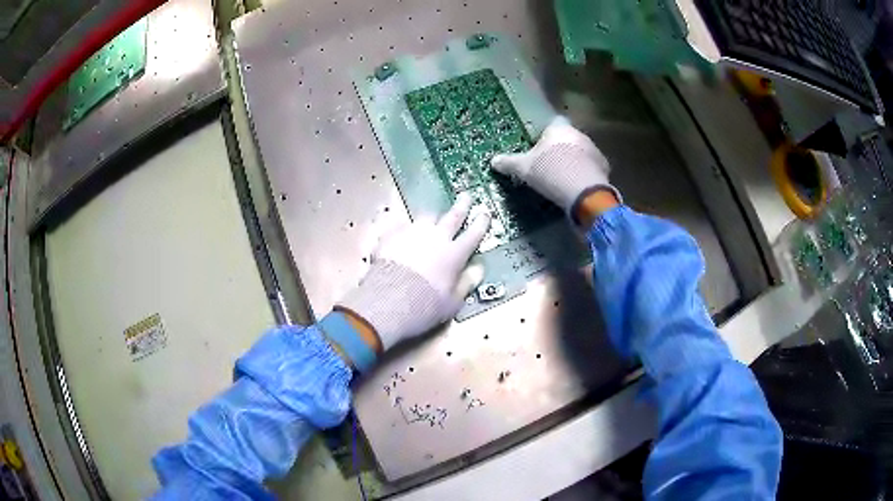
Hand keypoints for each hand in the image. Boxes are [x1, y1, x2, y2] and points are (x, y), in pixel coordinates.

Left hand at [337, 193, 489, 350]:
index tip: (485, 213)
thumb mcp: (452, 302)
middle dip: (461, 205)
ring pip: (426, 217)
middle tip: (466, 195)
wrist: (388, 300)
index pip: (473, 234)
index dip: (481, 223)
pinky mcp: (391, 235)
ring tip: (432, 216)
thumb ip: (466, 283)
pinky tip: (400, 227)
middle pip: (452, 217)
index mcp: (454, 254)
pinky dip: (403, 226)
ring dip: (432, 216)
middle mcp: (436, 238)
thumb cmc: (425, 306)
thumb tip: (478, 269)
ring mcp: (412, 233)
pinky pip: (399, 224)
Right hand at [491, 116, 618, 218]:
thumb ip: (509, 162)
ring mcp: (594, 150)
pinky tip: (576, 186)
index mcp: (559, 128)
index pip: (553, 122)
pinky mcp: (604, 167)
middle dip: (560, 148)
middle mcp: (579, 134)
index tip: (539, 146)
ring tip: (563, 178)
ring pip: (581, 152)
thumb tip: (493, 160)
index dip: (546, 133)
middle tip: (549, 164)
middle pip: (567, 137)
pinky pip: (591, 167)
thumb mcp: (524, 169)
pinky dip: (584, 173)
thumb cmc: (550, 172)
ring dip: (574, 161)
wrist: (584, 193)